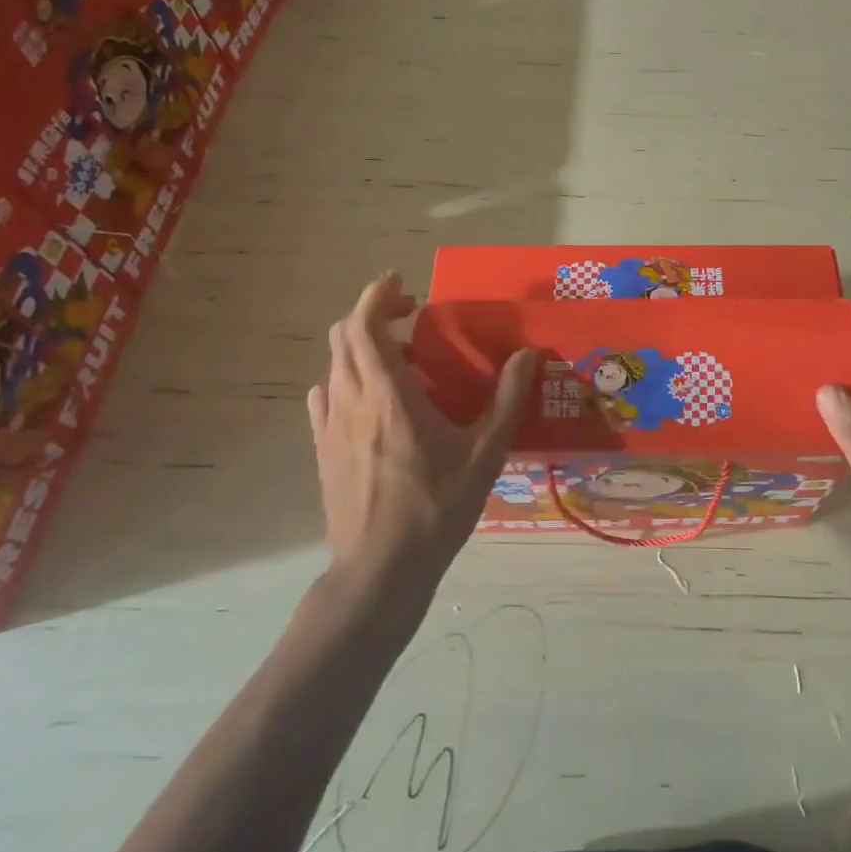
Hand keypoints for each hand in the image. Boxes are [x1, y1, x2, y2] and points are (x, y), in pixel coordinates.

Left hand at [306, 273, 537, 586]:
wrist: (379, 570)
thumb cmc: (435, 507)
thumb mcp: (484, 452)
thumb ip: (507, 398)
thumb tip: (528, 353)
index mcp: (388, 394)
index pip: (364, 325)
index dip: (378, 294)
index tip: (402, 281)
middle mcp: (350, 400)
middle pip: (344, 337)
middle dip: (374, 314)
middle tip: (411, 316)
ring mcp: (329, 426)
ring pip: (335, 365)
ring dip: (362, 347)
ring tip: (402, 359)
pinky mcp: (322, 449)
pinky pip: (326, 396)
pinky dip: (347, 379)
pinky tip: (374, 400)